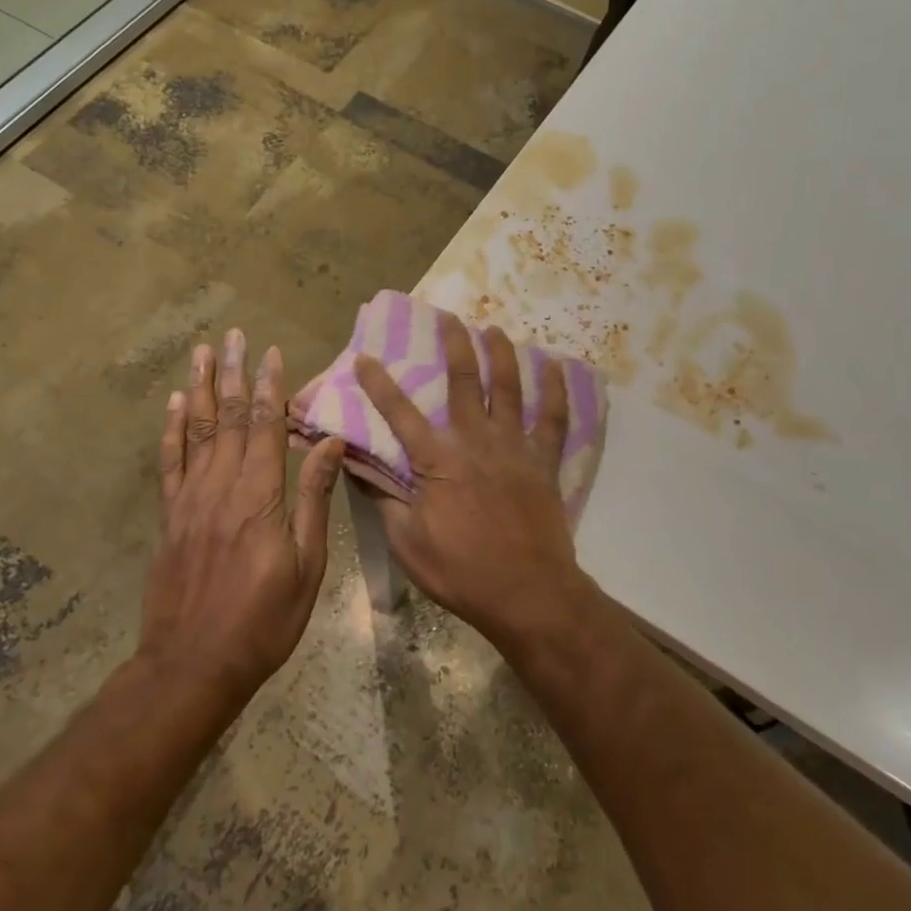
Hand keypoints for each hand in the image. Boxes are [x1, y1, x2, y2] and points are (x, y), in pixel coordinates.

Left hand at [141, 329, 345, 701]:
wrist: (193, 666)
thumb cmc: (264, 620)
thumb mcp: (307, 565)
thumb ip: (314, 499)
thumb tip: (328, 443)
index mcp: (259, 498)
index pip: (266, 428)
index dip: (270, 388)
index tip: (272, 353)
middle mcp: (221, 488)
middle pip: (228, 419)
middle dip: (233, 374)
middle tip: (234, 335)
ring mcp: (190, 501)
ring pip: (195, 431)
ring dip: (200, 388)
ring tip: (202, 352)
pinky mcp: (170, 517)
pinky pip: (169, 464)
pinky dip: (171, 430)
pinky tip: (175, 404)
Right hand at [353, 314, 587, 644]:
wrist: (527, 593)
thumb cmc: (461, 571)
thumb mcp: (408, 542)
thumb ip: (385, 499)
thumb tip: (355, 467)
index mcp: (437, 461)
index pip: (400, 414)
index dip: (380, 384)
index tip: (365, 356)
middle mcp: (476, 442)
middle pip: (463, 383)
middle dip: (455, 347)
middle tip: (450, 318)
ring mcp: (514, 448)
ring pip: (508, 389)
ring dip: (501, 355)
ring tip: (494, 329)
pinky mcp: (543, 462)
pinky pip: (553, 419)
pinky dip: (555, 392)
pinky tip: (555, 369)